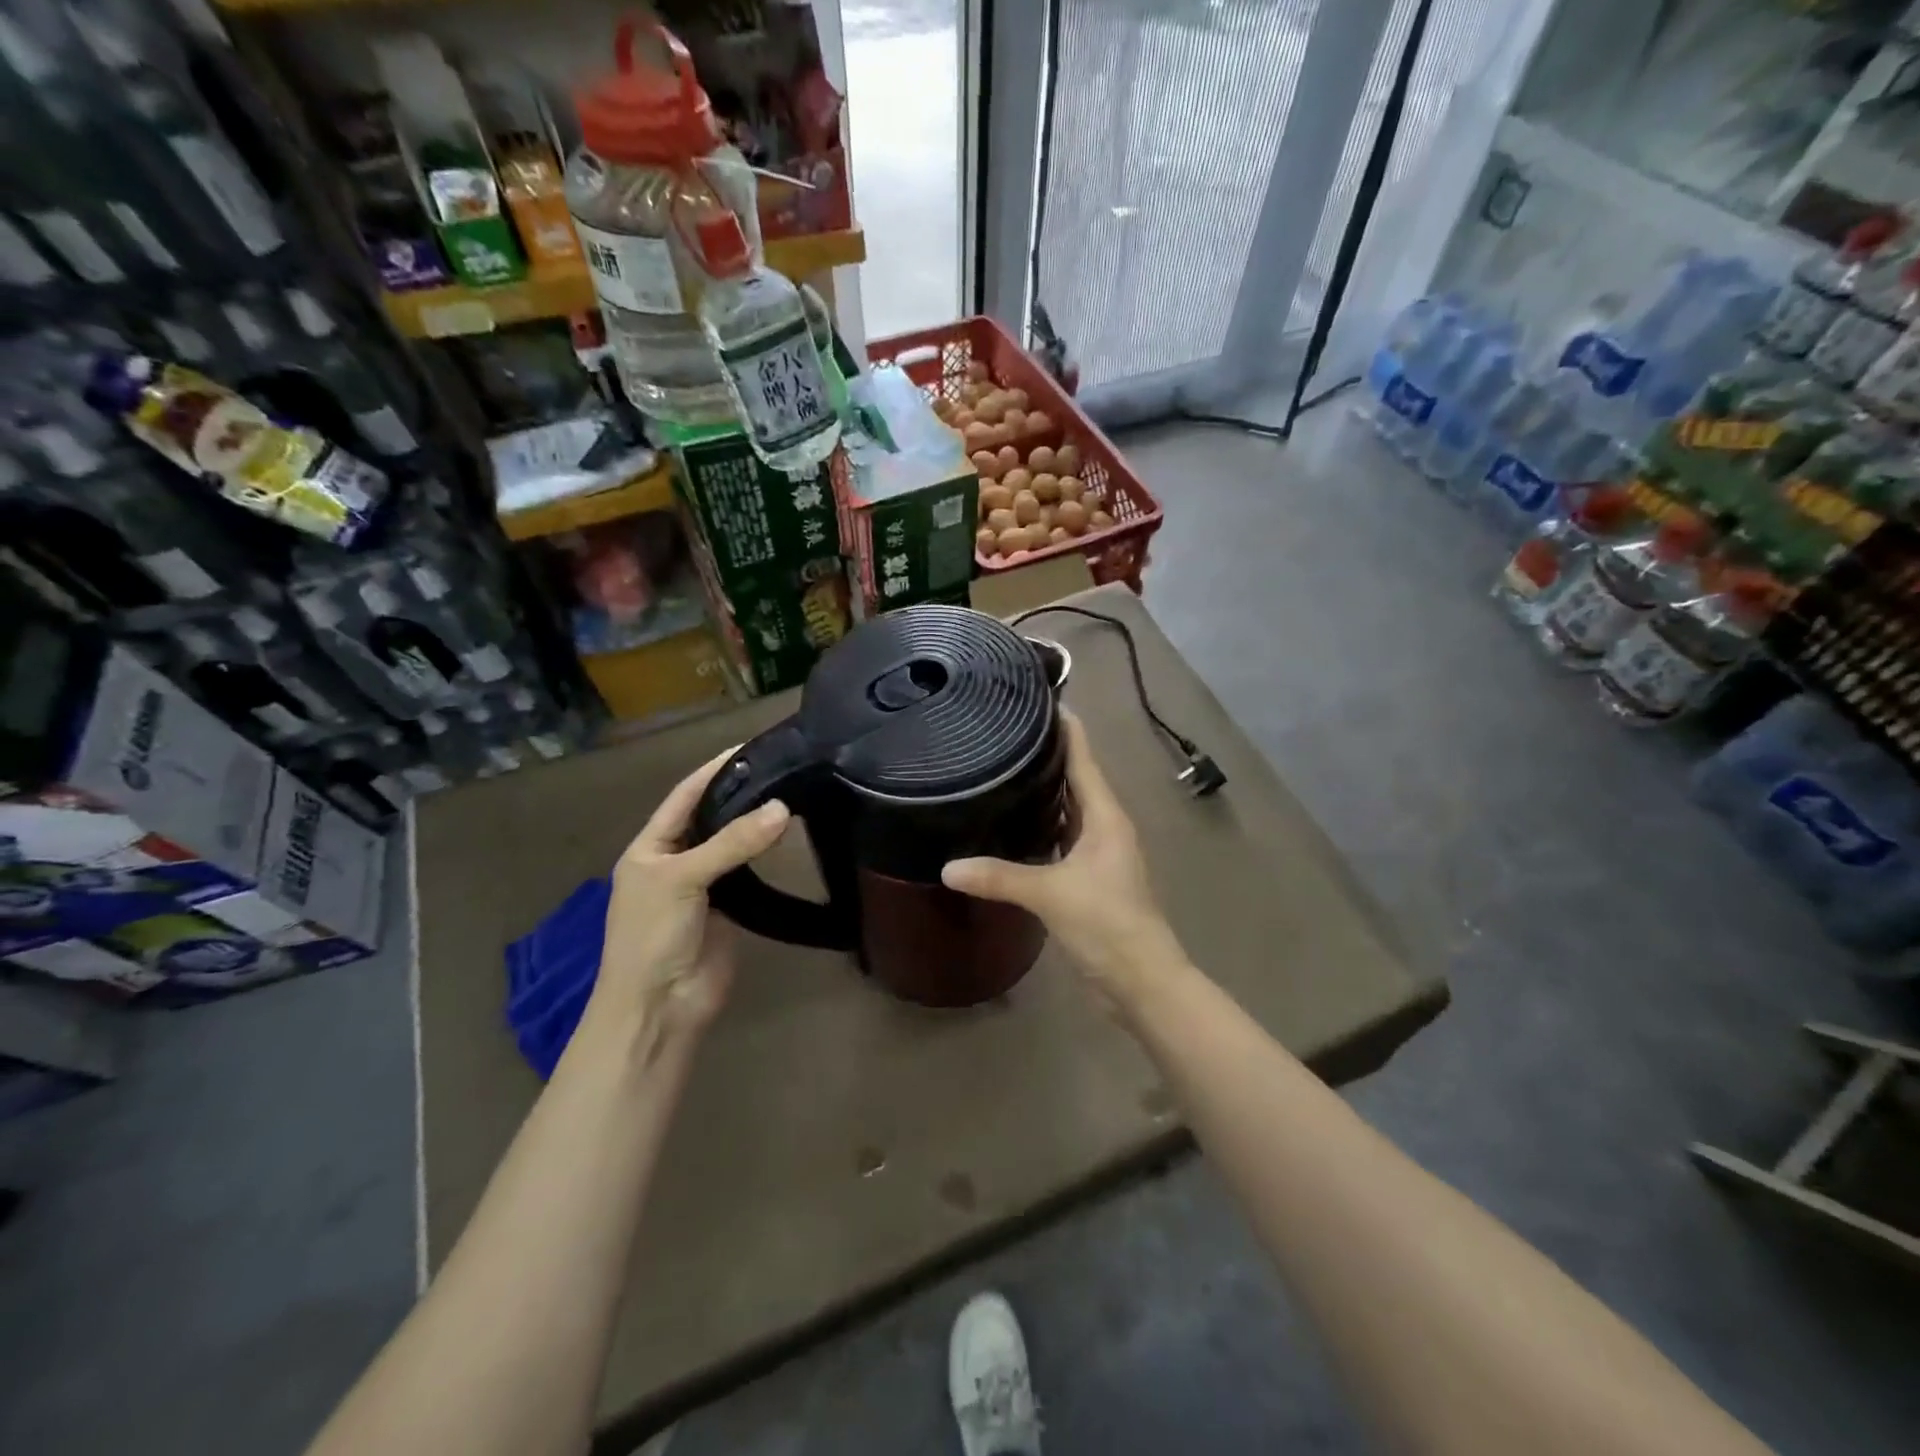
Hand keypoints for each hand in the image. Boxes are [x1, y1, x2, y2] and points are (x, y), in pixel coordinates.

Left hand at [588, 748, 790, 1051]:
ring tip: (792, 795)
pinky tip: (788, 838)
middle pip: (710, 819)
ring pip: (733, 846)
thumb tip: (782, 809)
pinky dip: (765, 857)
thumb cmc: (653, 936)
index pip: (683, 798)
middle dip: (739, 795)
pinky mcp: (730, 910)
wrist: (660, 1007)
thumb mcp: (683, 879)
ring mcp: (703, 887)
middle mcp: (675, 861)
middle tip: (782, 769)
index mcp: (650, 848)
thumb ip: (732, 843)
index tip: (746, 748)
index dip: (711, 772)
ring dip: (755, 825)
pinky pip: (749, 875)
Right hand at [943, 712, 1187, 1013]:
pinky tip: (1012, 825)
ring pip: (1067, 809)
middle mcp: (1104, 826)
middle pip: (1074, 778)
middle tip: (1002, 731)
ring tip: (1001, 768)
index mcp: (1104, 816)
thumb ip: (999, 877)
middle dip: (1045, 754)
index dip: (1064, 727)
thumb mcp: (1050, 894)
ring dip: (1042, 791)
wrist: (1141, 980)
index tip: (1035, 697)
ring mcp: (1097, 852)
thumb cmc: (1106, 924)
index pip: (1083, 757)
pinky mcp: (1087, 877)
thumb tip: (946, 867)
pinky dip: (1040, 826)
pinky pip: (1061, 837)